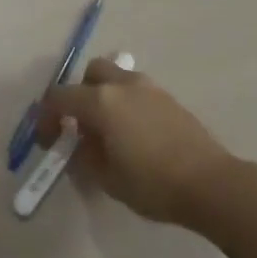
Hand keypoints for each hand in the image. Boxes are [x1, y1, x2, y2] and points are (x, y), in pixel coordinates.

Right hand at [38, 58, 232, 225]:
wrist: (211, 183)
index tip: (47, 141)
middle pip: (90, 74)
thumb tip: (78, 146)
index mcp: (101, 101)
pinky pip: (135, 91)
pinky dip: (125, 104)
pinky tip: (133, 135)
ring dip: (104, 97)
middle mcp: (122, 84)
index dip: (46, 117)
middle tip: (81, 127)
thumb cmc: (153, 183)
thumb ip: (85, 158)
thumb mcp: (108, 180)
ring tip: (109, 132)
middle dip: (79, 95)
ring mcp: (148, 87)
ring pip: (115, 78)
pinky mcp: (168, 97)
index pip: (60, 97)